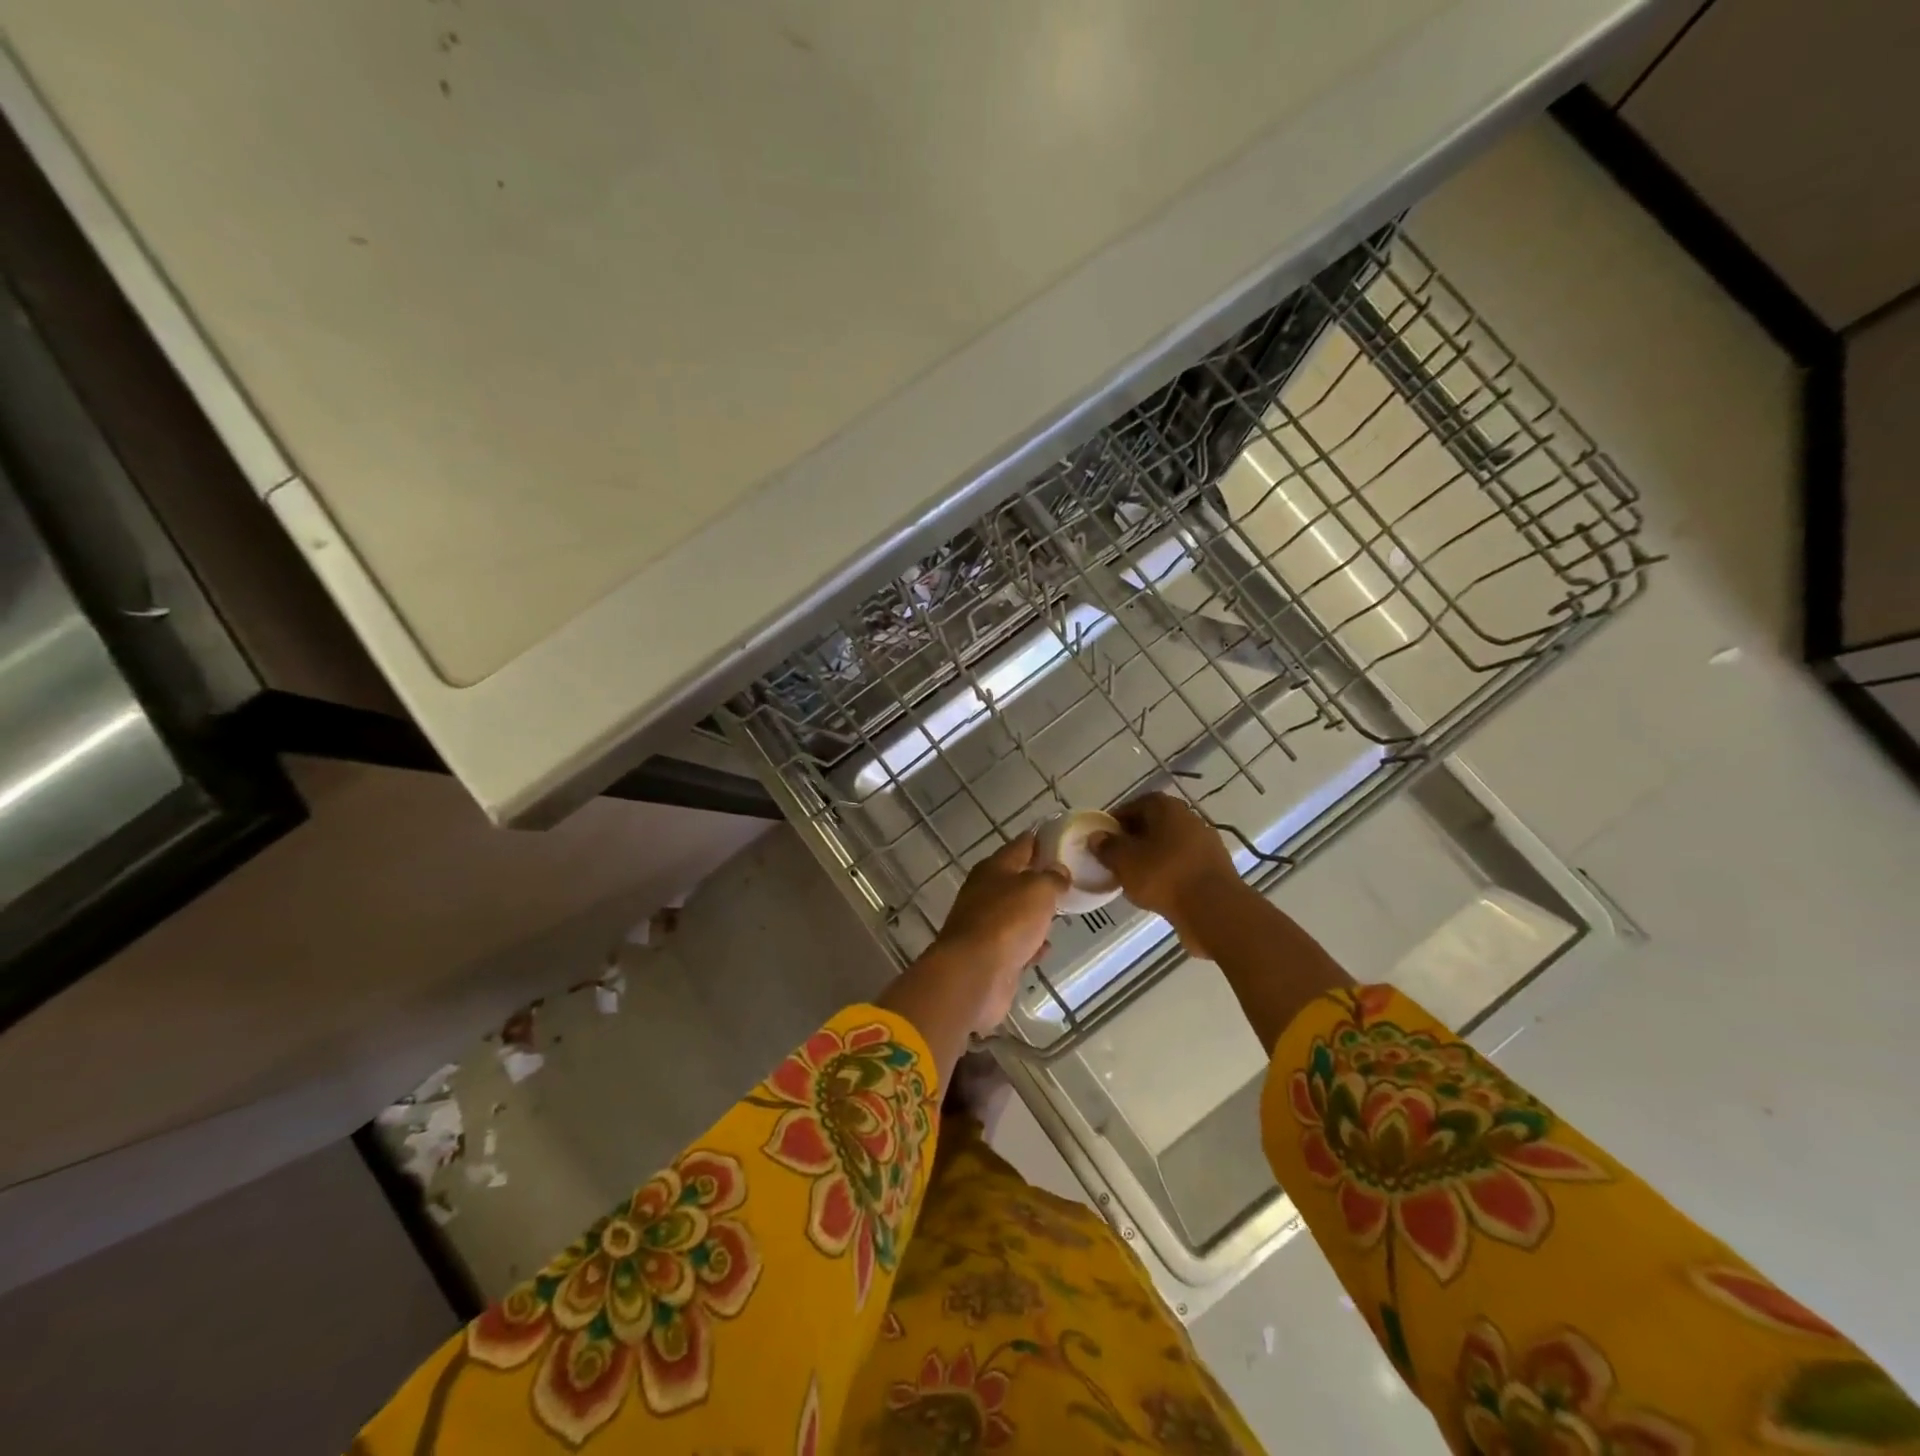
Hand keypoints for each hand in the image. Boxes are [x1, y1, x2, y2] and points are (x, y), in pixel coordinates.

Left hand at [930, 832, 1067, 1035]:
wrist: (974, 973)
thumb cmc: (1007, 921)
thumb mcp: (1038, 890)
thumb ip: (1052, 878)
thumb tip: (1059, 872)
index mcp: (993, 868)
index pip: (1021, 845)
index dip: (1041, 840)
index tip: (1062, 839)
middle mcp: (985, 893)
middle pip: (1016, 879)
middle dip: (1039, 878)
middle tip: (1067, 878)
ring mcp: (985, 925)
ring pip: (1015, 913)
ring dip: (1034, 913)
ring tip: (1060, 912)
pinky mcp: (989, 956)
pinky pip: (1015, 944)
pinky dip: (1029, 945)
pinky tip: (1045, 949)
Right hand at [1093, 792, 1248, 957]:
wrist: (1214, 909)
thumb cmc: (1163, 875)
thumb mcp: (1124, 861)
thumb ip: (1107, 847)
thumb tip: (1097, 838)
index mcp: (1166, 807)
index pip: (1134, 805)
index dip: (1116, 822)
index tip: (1104, 840)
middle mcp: (1189, 817)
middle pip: (1154, 824)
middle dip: (1134, 839)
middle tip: (1117, 859)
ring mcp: (1206, 843)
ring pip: (1170, 845)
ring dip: (1152, 857)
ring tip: (1135, 878)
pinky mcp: (1215, 867)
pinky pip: (1184, 864)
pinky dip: (1169, 872)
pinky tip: (1158, 891)